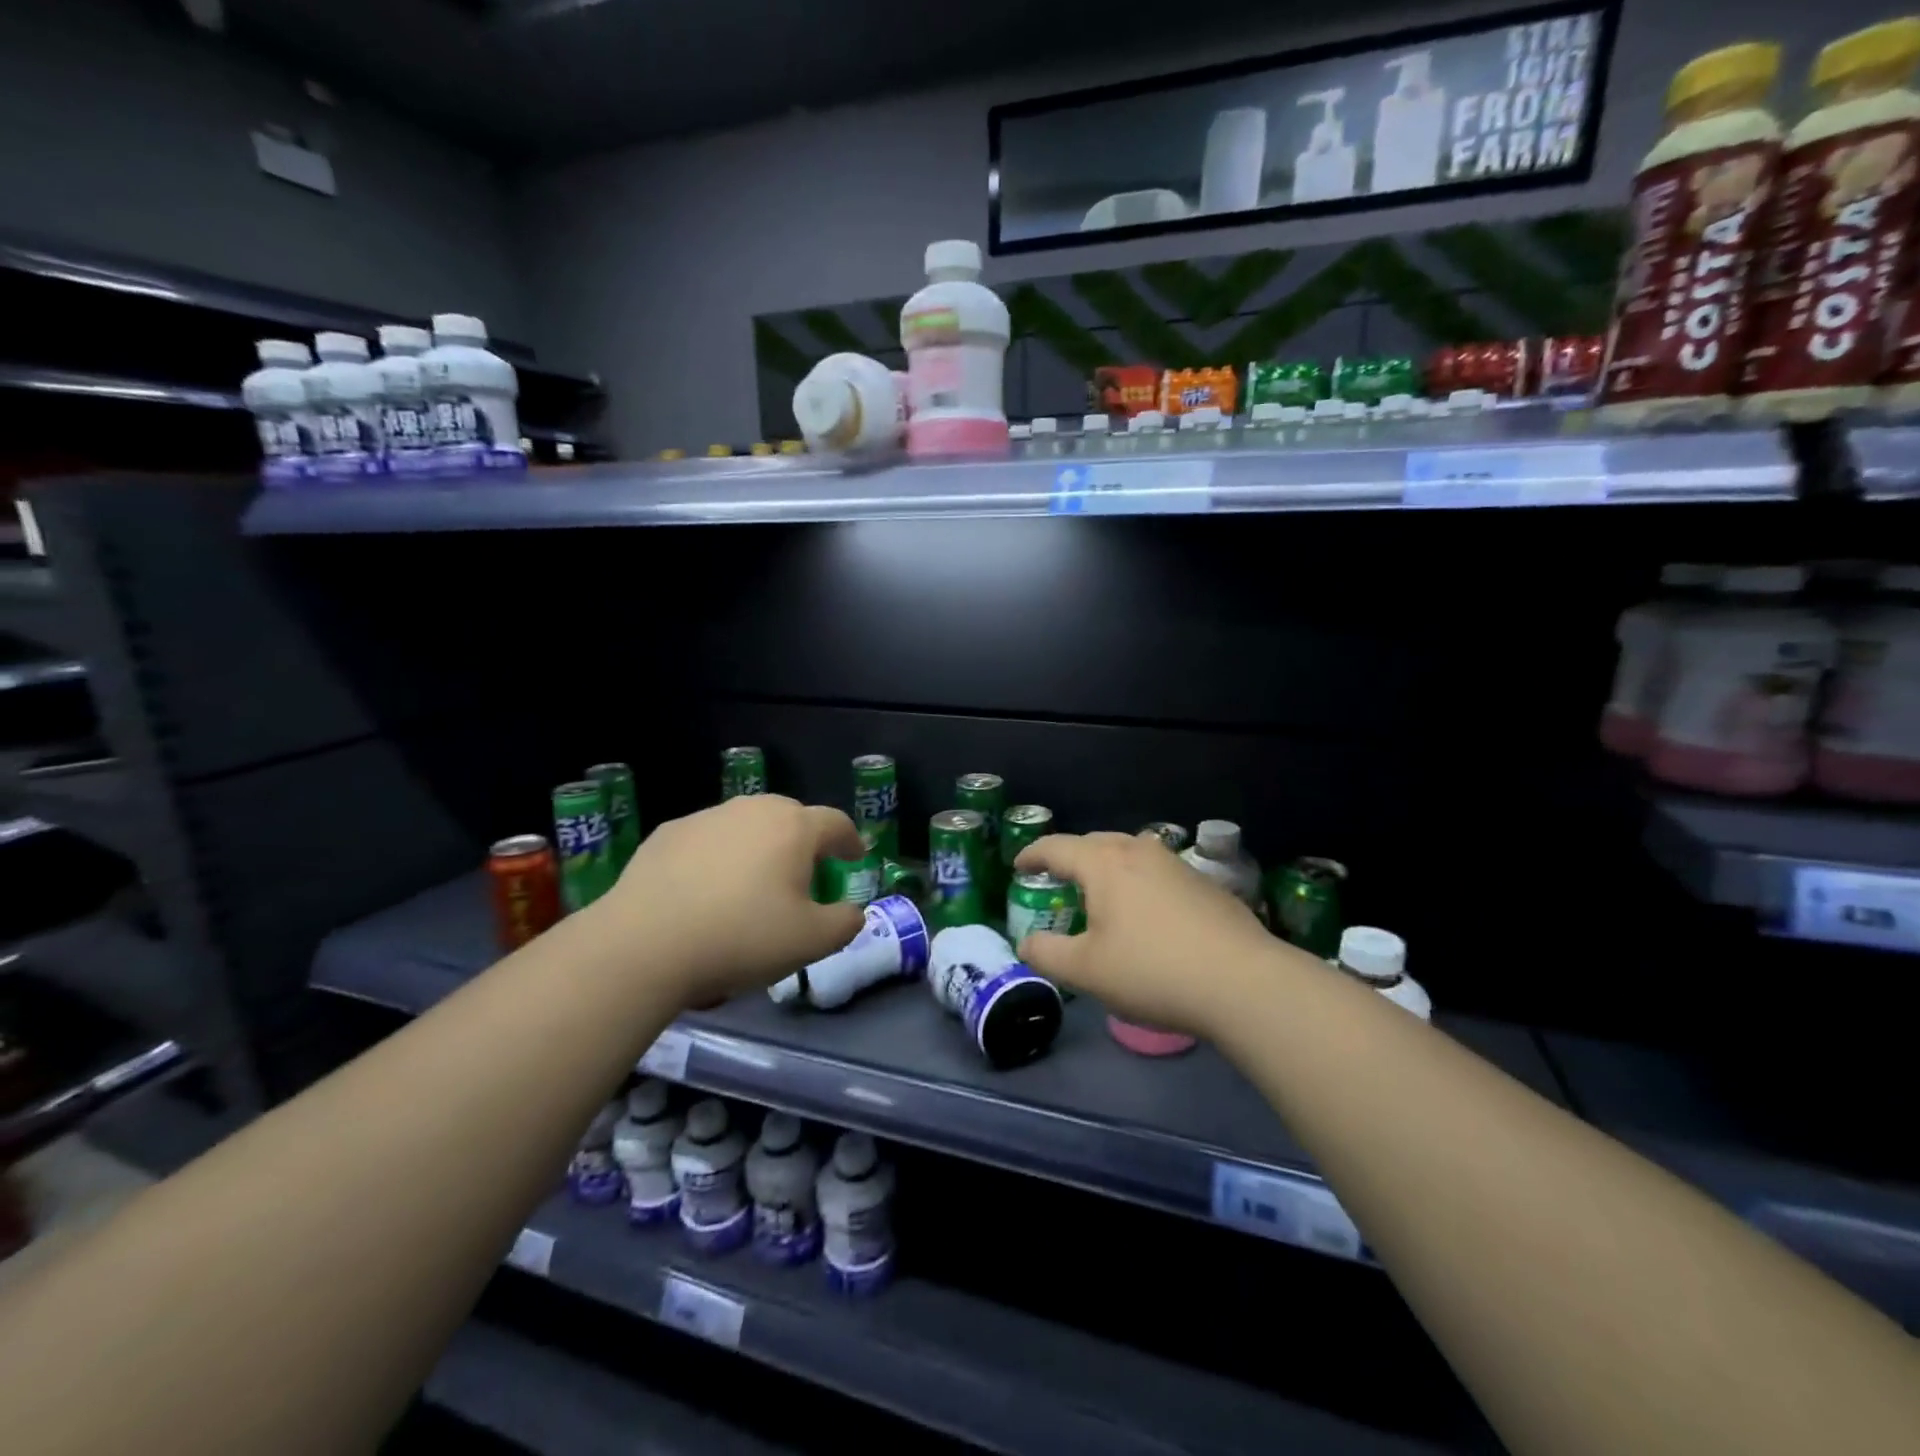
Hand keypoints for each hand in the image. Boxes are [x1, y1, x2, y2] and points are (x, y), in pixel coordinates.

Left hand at [595, 795, 866, 1006]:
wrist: (644, 945)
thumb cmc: (741, 938)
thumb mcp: (811, 943)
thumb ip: (844, 923)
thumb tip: (851, 911)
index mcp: (795, 828)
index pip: (836, 823)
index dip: (850, 841)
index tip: (854, 858)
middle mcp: (753, 810)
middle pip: (791, 817)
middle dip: (804, 842)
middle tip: (804, 875)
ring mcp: (707, 817)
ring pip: (746, 826)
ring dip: (758, 848)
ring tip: (751, 886)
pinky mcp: (668, 834)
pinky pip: (708, 840)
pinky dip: (717, 858)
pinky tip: (705, 892)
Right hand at [1013, 831, 1283, 1036]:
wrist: (1243, 982)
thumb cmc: (1152, 972)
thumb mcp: (1086, 971)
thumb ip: (1047, 954)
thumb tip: (1027, 943)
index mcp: (1104, 864)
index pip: (1057, 847)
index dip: (1033, 854)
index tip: (1018, 865)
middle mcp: (1139, 852)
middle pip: (1095, 842)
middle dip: (1071, 856)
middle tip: (1058, 876)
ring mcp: (1177, 865)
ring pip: (1131, 853)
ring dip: (1108, 865)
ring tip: (1101, 890)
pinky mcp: (1205, 884)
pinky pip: (1158, 872)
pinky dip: (1139, 881)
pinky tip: (1147, 912)